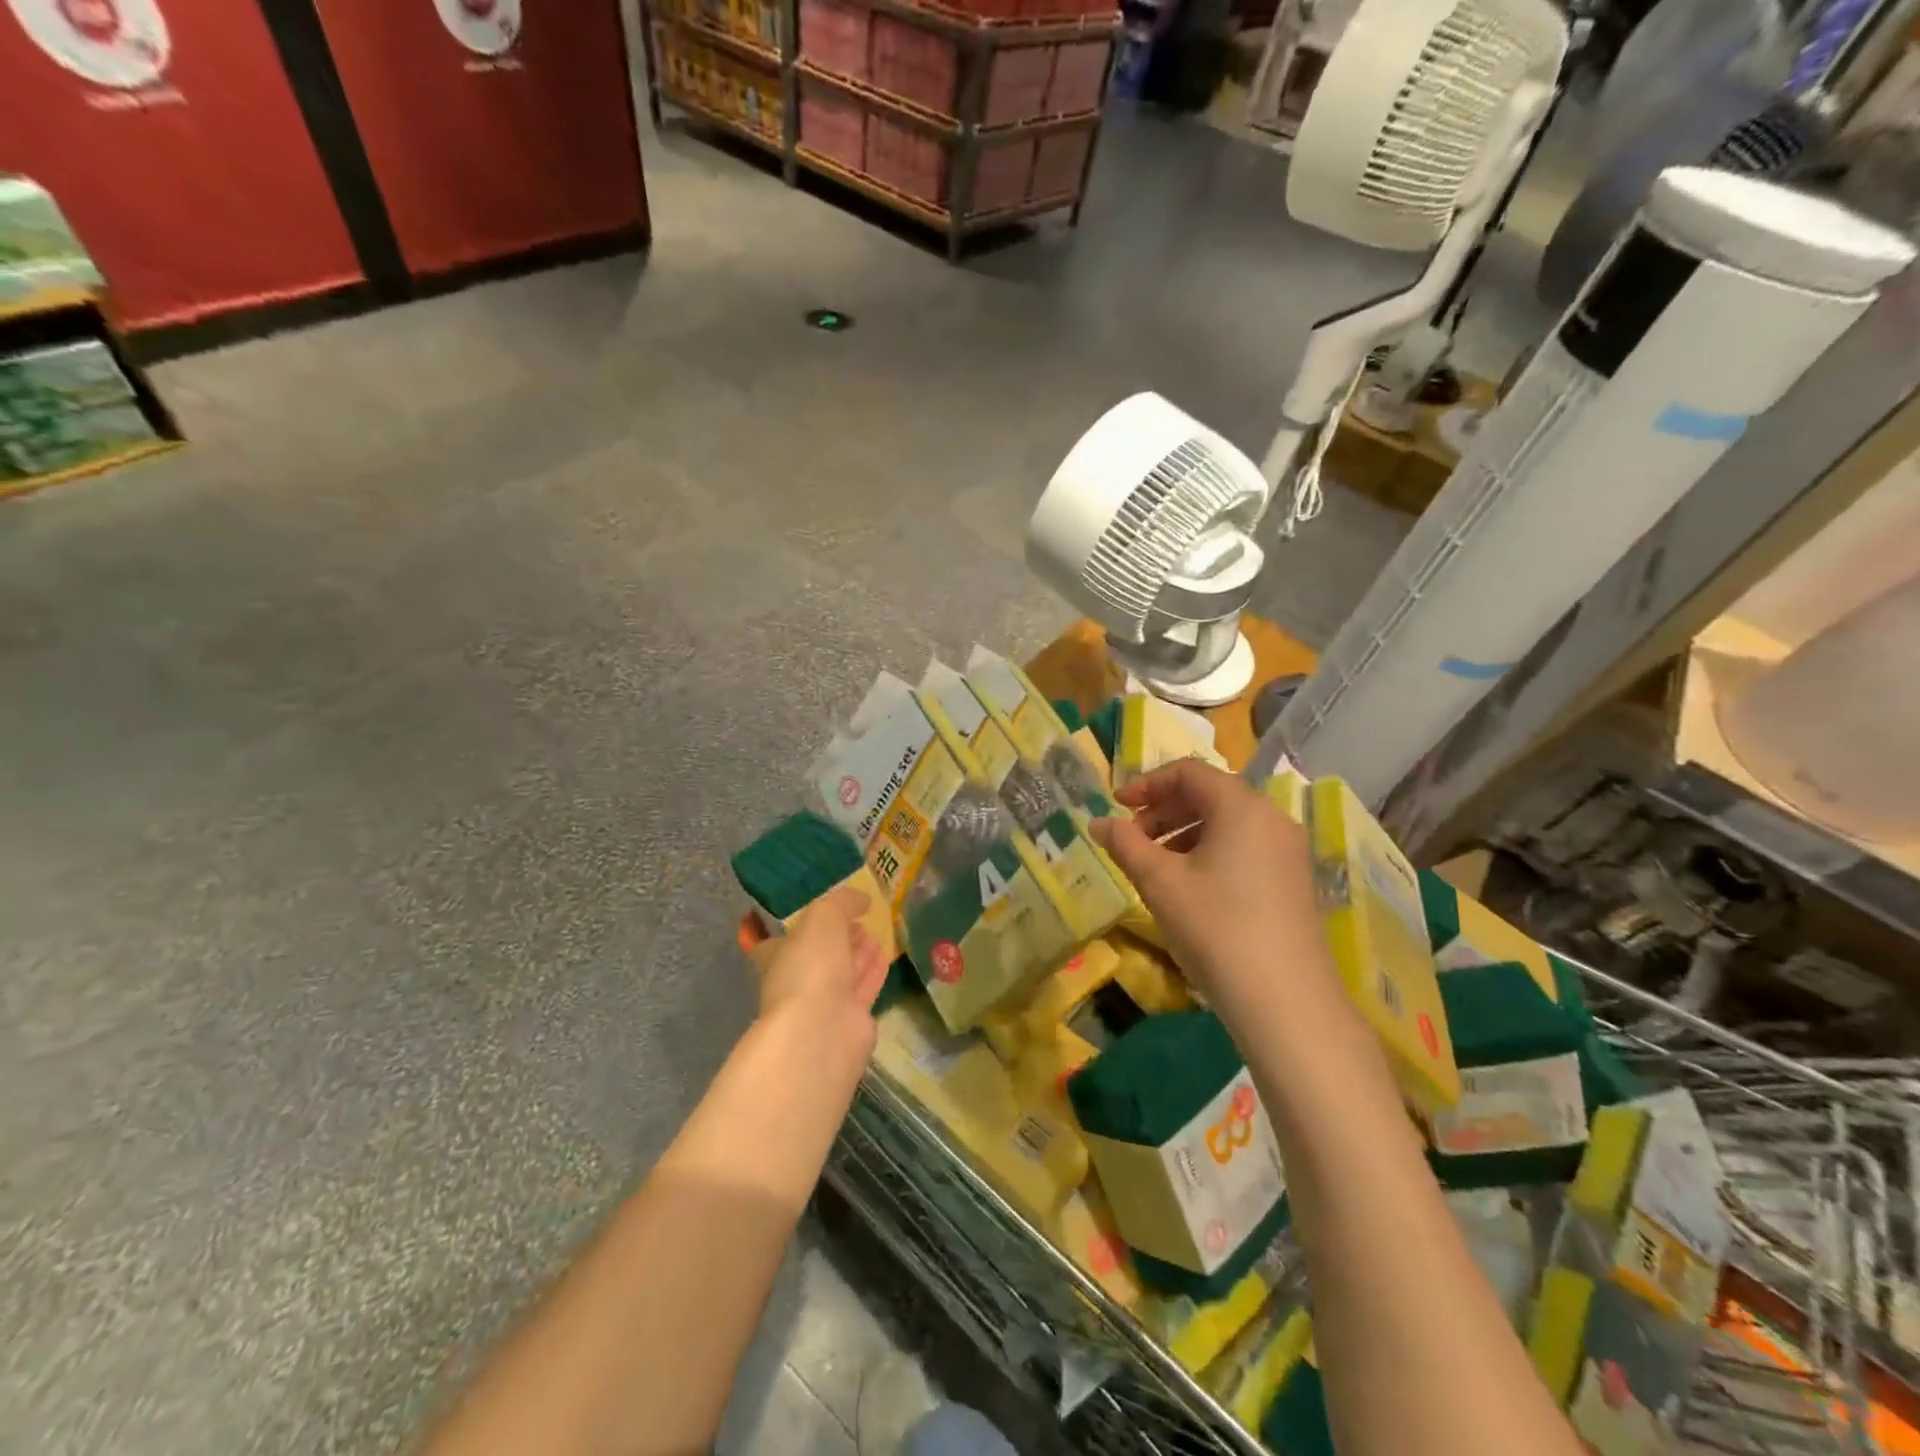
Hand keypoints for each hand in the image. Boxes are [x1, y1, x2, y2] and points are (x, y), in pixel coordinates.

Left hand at [751, 886, 888, 1052]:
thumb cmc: (811, 964)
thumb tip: (862, 898)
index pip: (782, 941)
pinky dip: (873, 972)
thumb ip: (842, 901)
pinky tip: (886, 956)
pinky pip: (862, 990)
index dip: (802, 927)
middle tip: (860, 920)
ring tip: (876, 934)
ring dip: (858, 954)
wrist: (822, 1028)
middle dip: (838, 938)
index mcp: (776, 957)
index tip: (826, 913)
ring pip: (842, 973)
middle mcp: (796, 981)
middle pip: (818, 956)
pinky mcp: (849, 1022)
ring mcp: (822, 1005)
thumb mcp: (824, 916)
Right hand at [1091, 760, 1335, 1021]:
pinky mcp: (1293, 881)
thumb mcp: (1160, 882)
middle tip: (1131, 839)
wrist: (1285, 1002)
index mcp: (1241, 806)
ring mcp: (1288, 851)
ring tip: (1154, 866)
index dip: (1146, 783)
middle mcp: (1271, 818)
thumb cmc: (1215, 928)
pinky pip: (1244, 847)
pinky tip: (1190, 887)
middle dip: (1163, 810)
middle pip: (1209, 794)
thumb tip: (1099, 822)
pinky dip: (1210, 852)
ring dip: (1183, 833)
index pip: (1188, 772)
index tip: (1116, 806)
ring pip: (1227, 823)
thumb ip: (1125, 844)